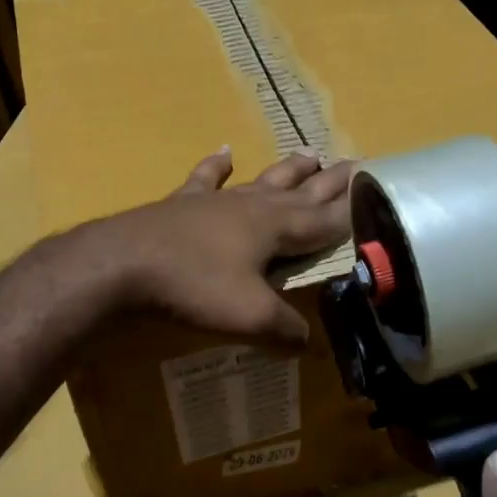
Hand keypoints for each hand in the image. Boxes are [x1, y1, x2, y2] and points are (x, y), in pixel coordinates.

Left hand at [92, 147, 352, 345]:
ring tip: (310, 152)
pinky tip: (225, 151)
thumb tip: (313, 345)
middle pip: (300, 191)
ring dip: (288, 169)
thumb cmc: (193, 288)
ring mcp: (216, 201)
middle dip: (329, 181)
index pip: (324, 220)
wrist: (122, 265)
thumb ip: (286, 330)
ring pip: (262, 180)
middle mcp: (252, 206)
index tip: (374, 192)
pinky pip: (206, 179)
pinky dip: (217, 165)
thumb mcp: (249, 317)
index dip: (350, 210)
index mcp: (275, 229)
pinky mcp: (182, 203)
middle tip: (355, 163)